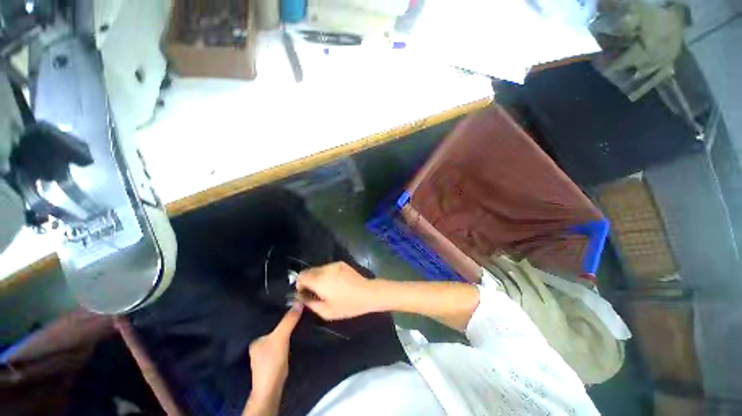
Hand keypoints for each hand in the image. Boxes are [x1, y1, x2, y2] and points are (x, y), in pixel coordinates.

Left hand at [247, 304, 302, 404]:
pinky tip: (295, 328)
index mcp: (255, 336)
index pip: (266, 318)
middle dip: (283, 317)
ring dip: (286, 325)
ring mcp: (266, 350)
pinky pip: (282, 339)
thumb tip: (299, 302)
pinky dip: (288, 333)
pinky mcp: (274, 356)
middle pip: (273, 325)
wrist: (272, 387)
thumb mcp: (280, 337)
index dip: (277, 309)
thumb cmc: (271, 361)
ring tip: (297, 313)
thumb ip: (288, 320)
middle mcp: (258, 342)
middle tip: (295, 304)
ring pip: (278, 332)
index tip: (288, 299)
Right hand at [296, 262, 378, 320]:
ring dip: (317, 277)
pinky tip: (334, 283)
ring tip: (325, 288)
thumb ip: (310, 303)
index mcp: (320, 280)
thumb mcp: (326, 311)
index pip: (301, 276)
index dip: (299, 284)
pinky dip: (326, 274)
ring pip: (318, 269)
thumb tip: (301, 297)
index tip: (304, 293)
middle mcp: (325, 269)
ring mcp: (334, 265)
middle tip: (314, 292)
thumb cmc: (347, 305)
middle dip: (308, 281)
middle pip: (309, 271)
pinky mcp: (341, 263)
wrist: (367, 293)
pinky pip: (328, 268)